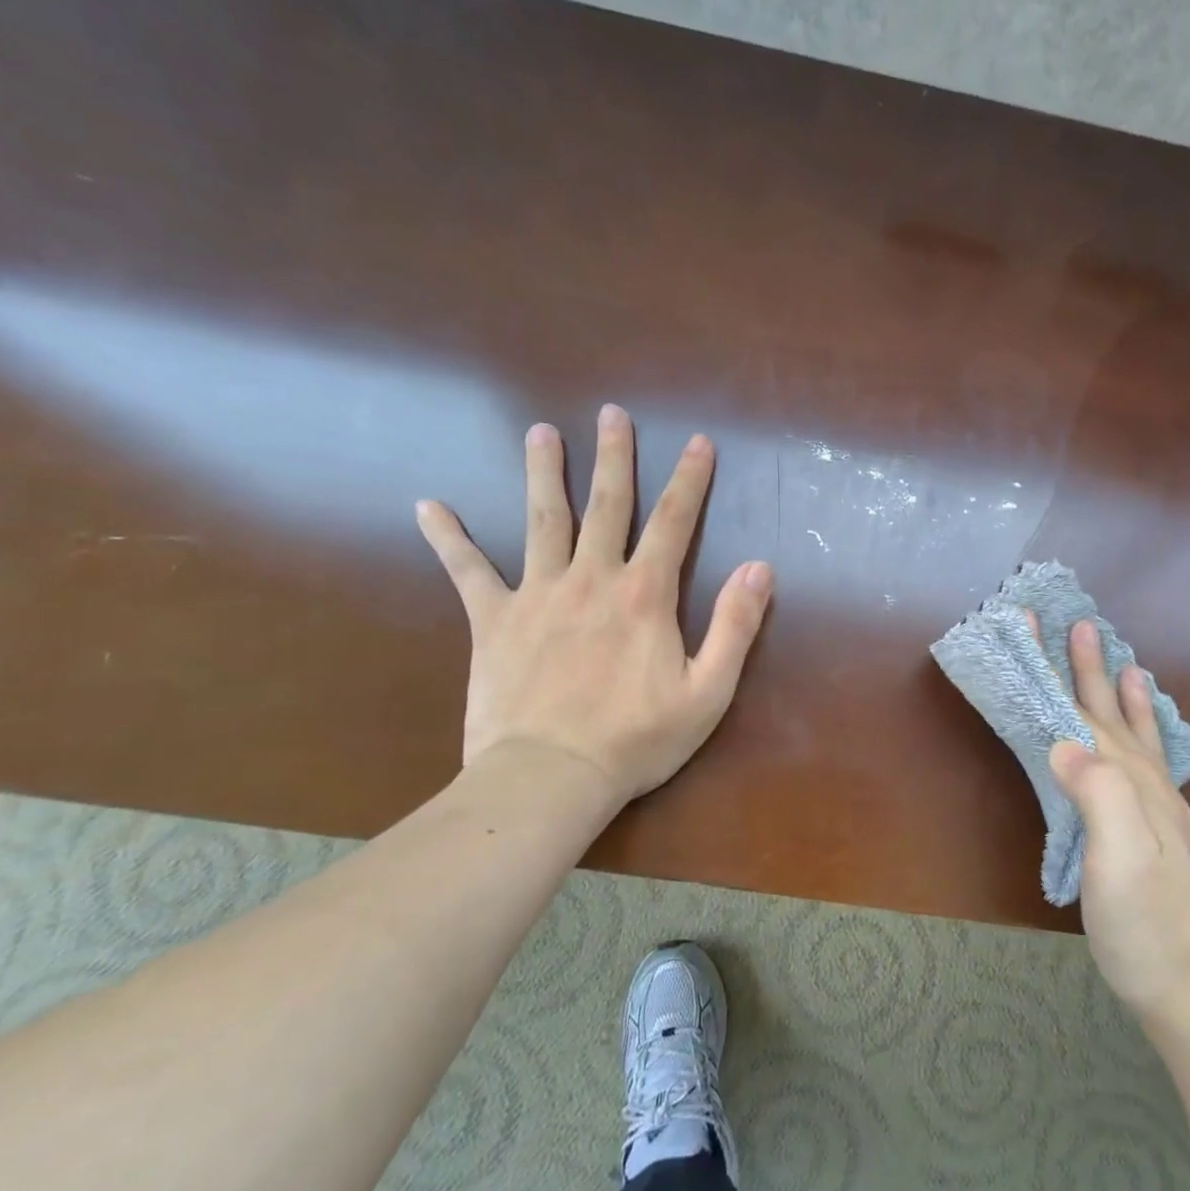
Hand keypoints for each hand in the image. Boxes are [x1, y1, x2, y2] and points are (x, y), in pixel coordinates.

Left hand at [416, 405, 774, 805]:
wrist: (549, 777)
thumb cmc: (637, 739)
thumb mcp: (709, 690)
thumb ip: (735, 625)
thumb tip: (761, 567)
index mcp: (645, 594)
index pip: (673, 522)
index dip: (689, 480)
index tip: (697, 441)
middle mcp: (592, 579)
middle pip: (607, 505)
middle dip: (614, 456)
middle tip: (611, 413)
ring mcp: (538, 595)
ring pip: (542, 520)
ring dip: (544, 473)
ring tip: (541, 433)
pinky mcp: (493, 620)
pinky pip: (467, 571)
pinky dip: (448, 538)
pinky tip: (428, 507)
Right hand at [1047, 620, 1189, 1033]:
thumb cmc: (1147, 926)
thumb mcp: (1119, 862)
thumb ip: (1099, 796)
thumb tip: (1063, 744)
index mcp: (1129, 782)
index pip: (1084, 710)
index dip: (1059, 667)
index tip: (1040, 623)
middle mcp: (1147, 785)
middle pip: (1109, 713)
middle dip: (1090, 668)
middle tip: (1082, 625)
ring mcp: (1159, 809)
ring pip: (1134, 735)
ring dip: (1124, 696)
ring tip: (1126, 664)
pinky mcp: (1159, 831)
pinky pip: (1150, 763)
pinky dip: (1145, 737)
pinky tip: (1146, 739)